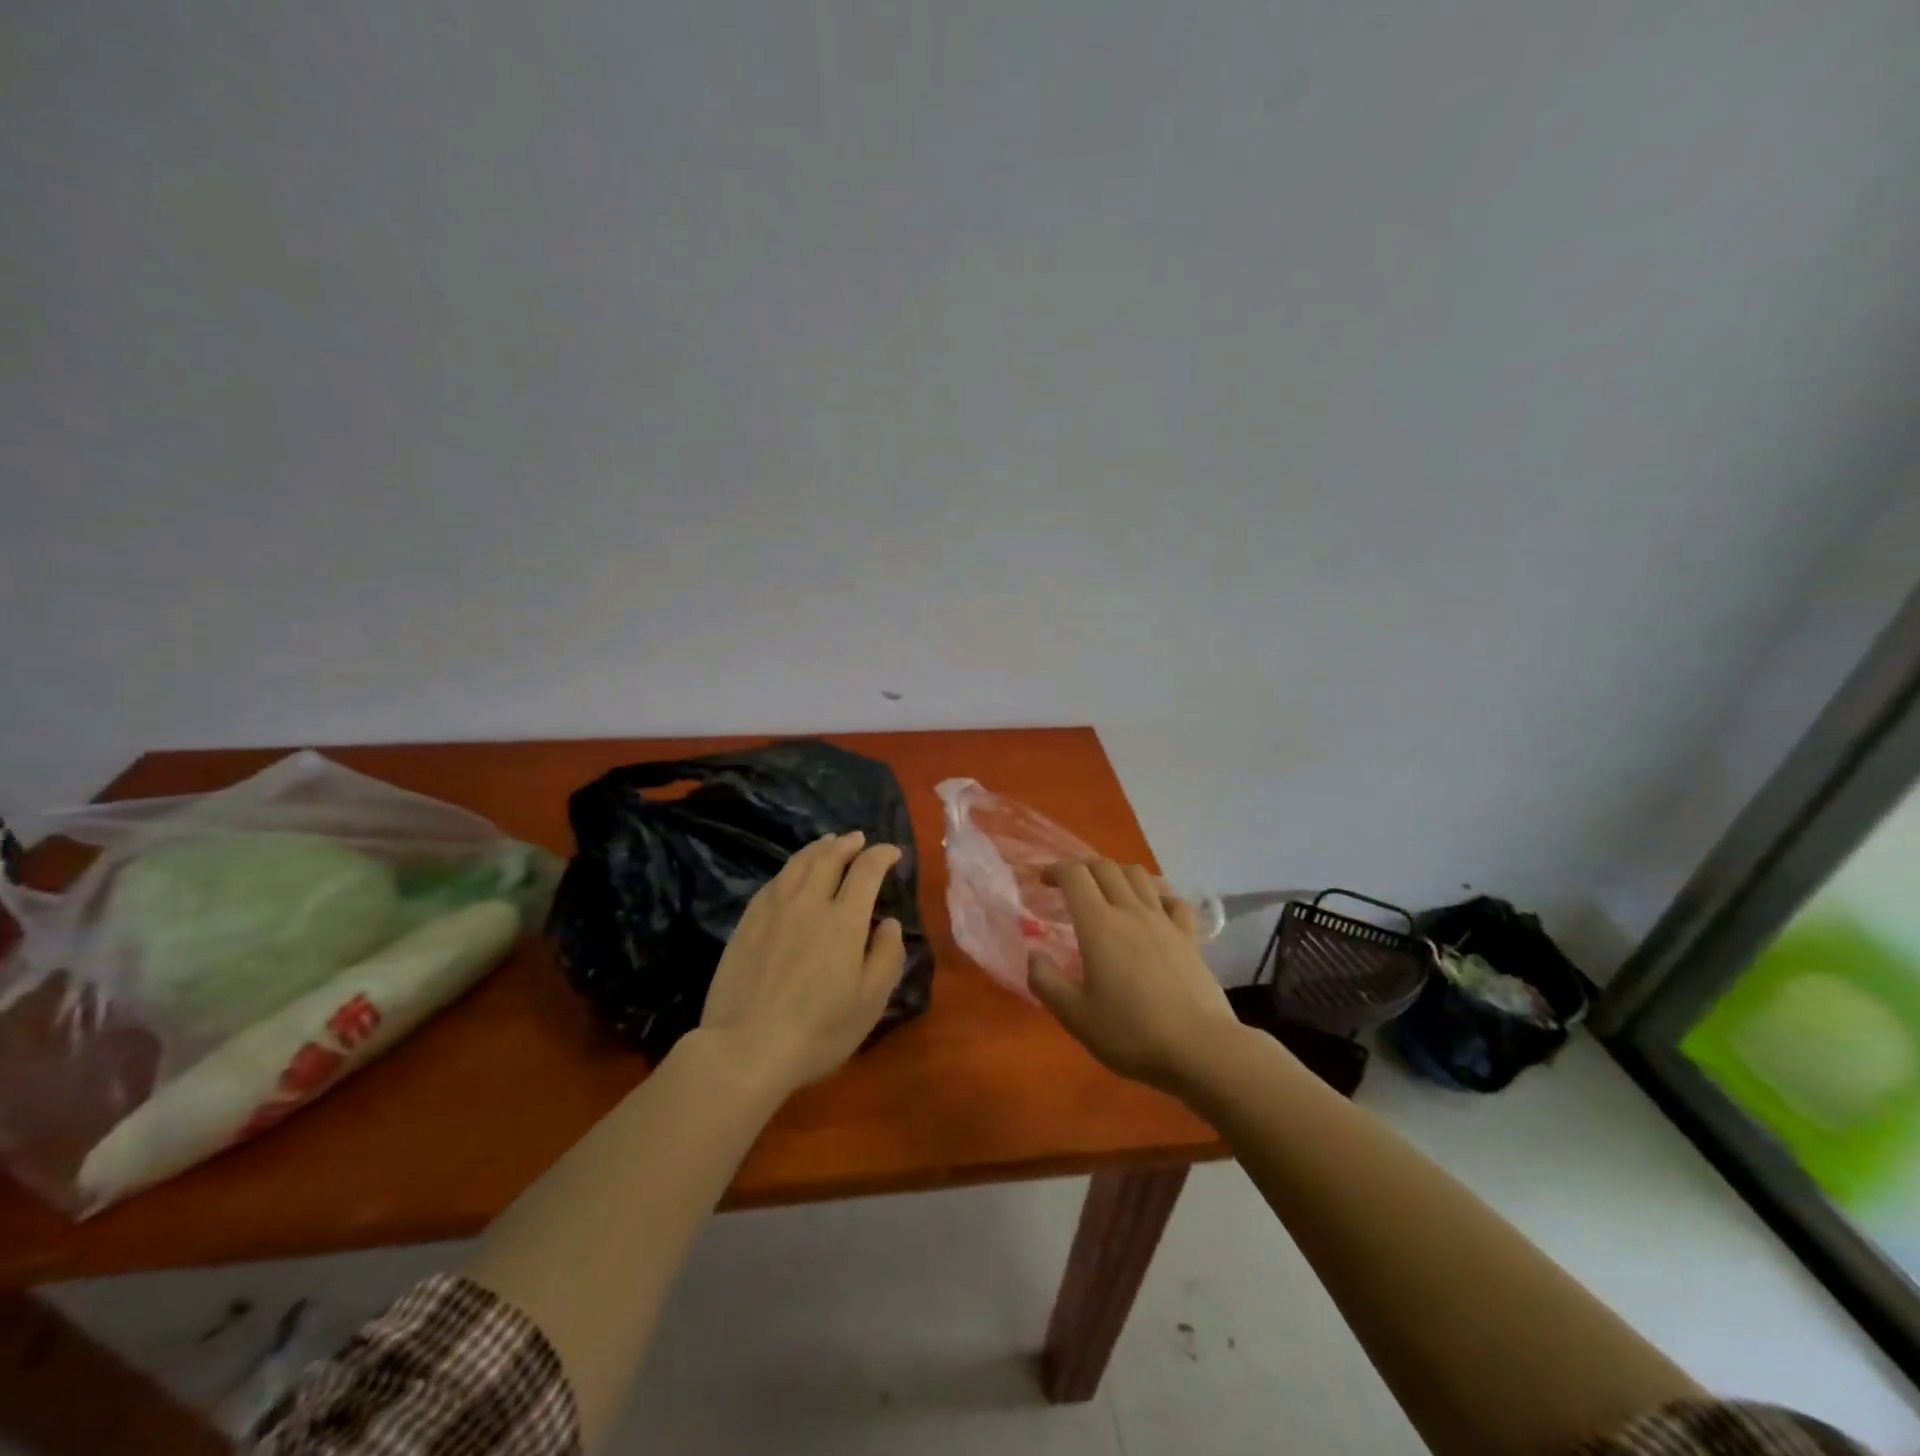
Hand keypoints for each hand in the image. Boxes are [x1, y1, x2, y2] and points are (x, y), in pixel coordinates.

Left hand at [699, 831, 906, 1095]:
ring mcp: (773, 910)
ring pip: (798, 864)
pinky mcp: (746, 923)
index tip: (892, 852)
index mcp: (843, 920)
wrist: (745, 1049)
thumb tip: (889, 923)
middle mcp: (808, 903)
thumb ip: (887, 956)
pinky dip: (790, 869)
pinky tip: (791, 873)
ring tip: (828, 843)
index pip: (867, 871)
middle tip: (858, 840)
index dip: (882, 855)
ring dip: (818, 849)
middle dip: (848, 844)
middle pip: (829, 858)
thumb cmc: (817, 1031)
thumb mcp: (870, 1002)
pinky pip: (773, 882)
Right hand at [1027, 860, 1240, 1094]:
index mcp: (1099, 924)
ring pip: (1139, 876)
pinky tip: (1152, 911)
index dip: (1055, 870)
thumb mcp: (1075, 1016)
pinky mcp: (1189, 937)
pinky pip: (1172, 901)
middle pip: (1105, 867)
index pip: (1074, 875)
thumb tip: (1033, 955)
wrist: (1200, 1049)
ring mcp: (1164, 922)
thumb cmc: (1131, 1033)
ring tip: (1107, 892)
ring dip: (1117, 874)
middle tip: (1069, 887)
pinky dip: (1156, 896)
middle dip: (1082, 868)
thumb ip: (1046, 981)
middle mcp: (1131, 911)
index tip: (1043, 881)